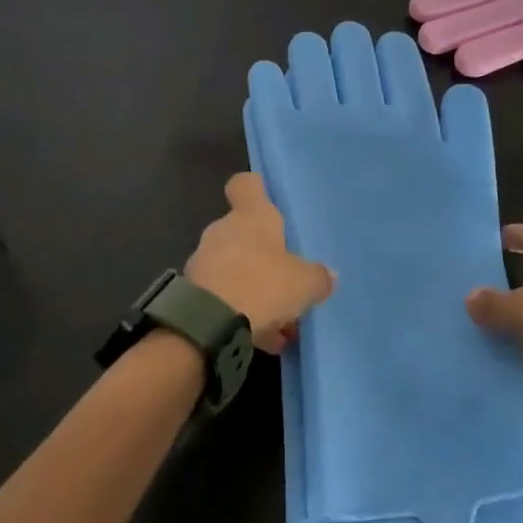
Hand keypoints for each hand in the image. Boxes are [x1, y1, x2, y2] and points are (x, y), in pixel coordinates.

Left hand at [186, 174, 334, 353]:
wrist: (208, 325)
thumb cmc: (262, 285)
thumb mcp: (305, 284)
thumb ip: (318, 277)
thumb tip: (328, 275)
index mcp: (250, 216)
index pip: (246, 185)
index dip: (257, 189)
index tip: (268, 201)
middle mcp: (223, 231)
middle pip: (245, 233)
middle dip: (265, 256)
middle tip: (289, 280)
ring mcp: (205, 261)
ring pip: (236, 268)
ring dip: (256, 289)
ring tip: (282, 320)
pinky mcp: (194, 292)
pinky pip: (225, 297)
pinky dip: (243, 311)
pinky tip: (264, 338)